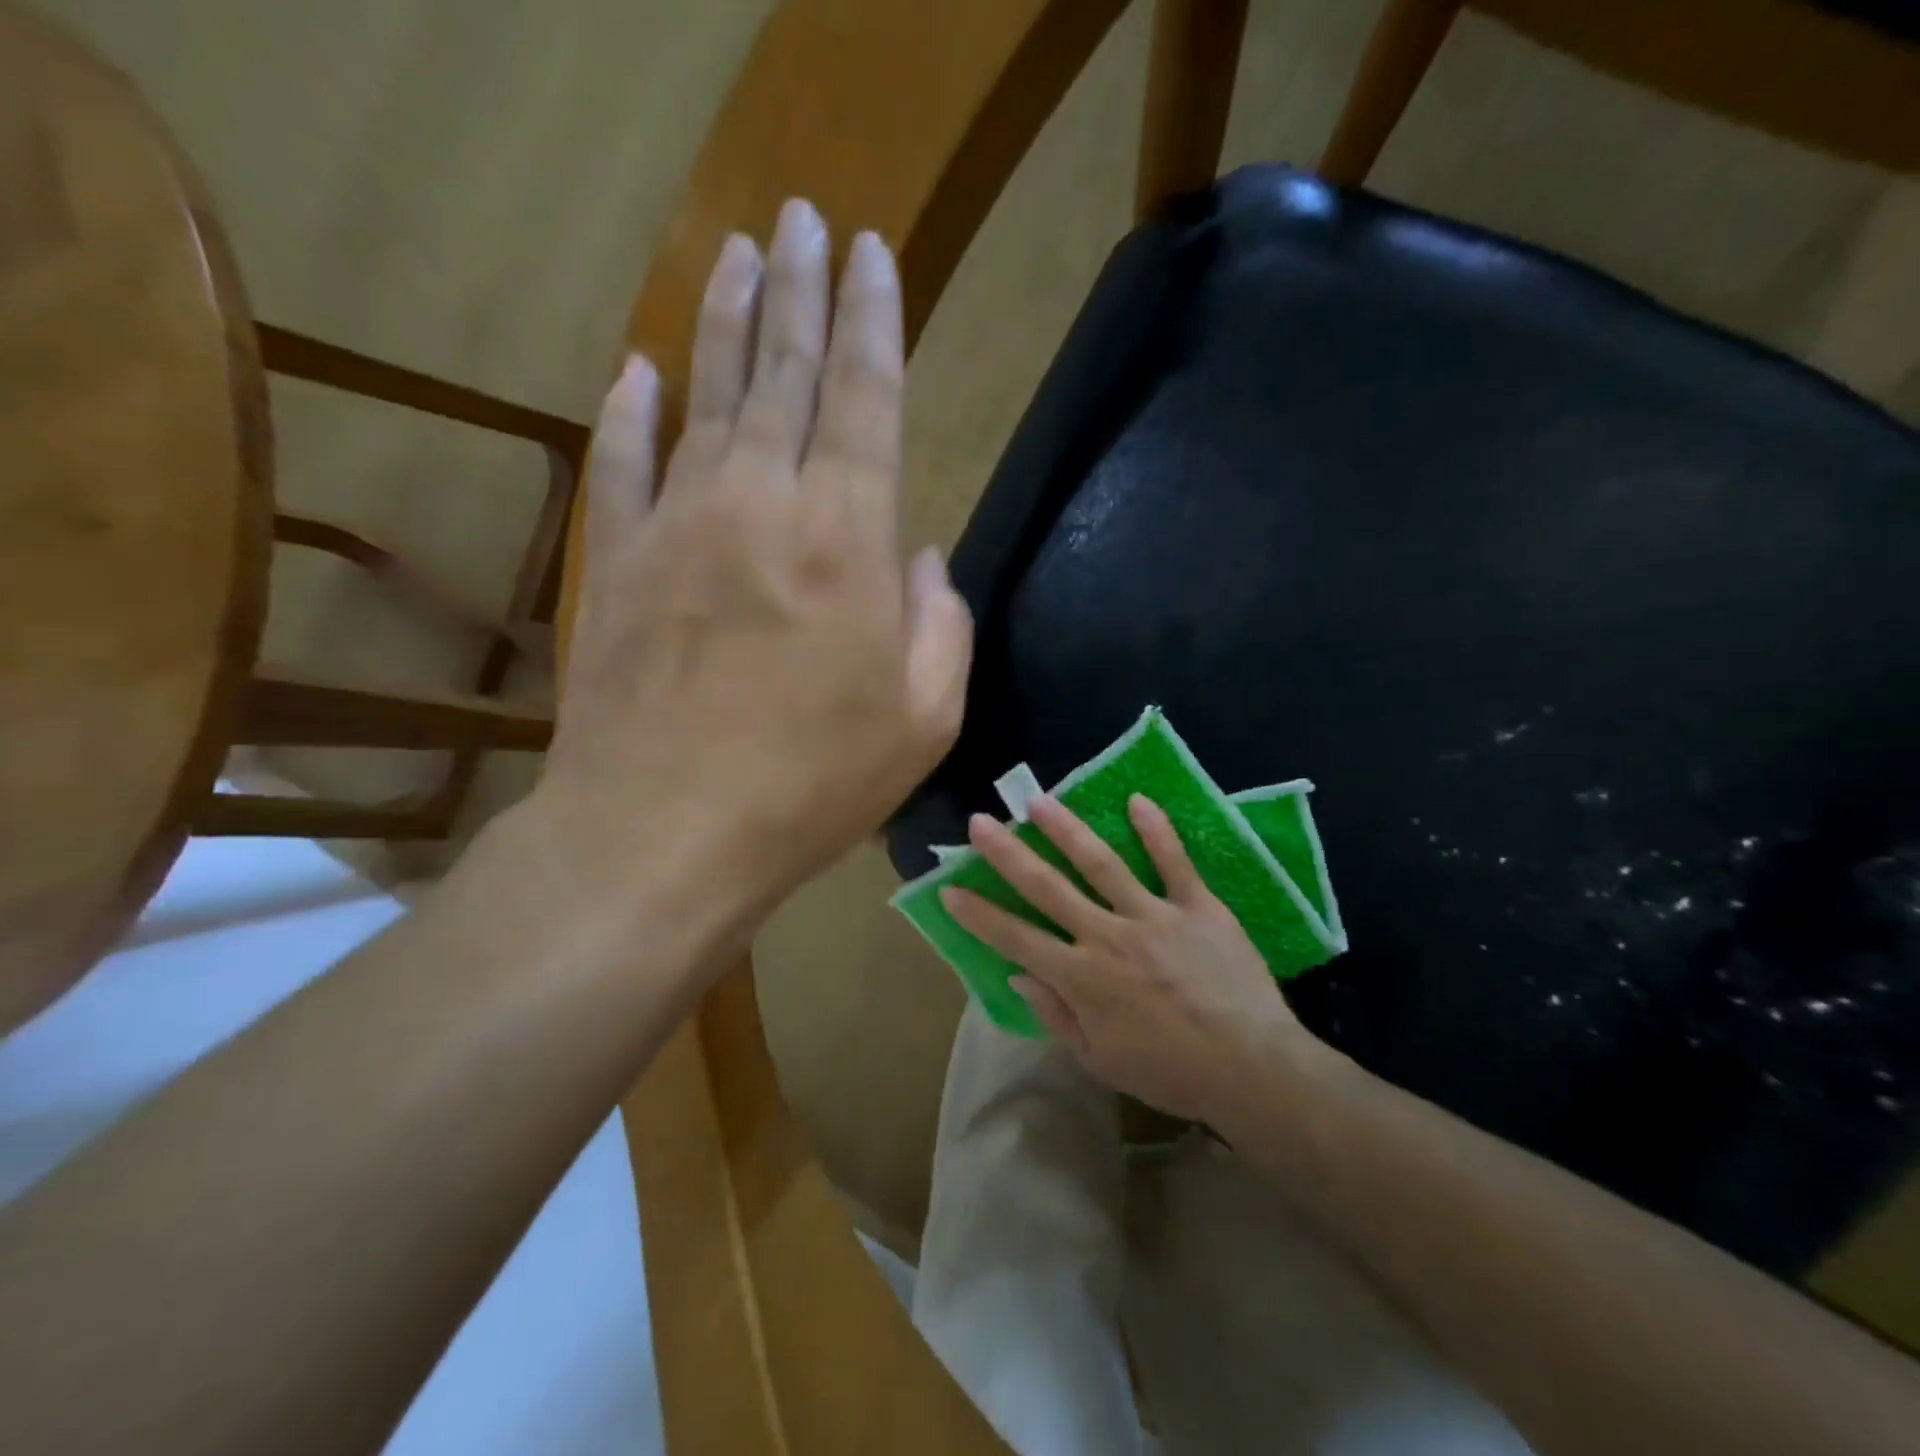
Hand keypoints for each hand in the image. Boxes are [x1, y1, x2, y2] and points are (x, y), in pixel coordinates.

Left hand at [535, 199, 971, 935]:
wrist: (665, 832)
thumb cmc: (813, 784)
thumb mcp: (925, 720)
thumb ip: (942, 626)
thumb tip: (922, 562)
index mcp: (847, 540)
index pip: (866, 396)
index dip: (873, 318)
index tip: (871, 252)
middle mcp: (762, 505)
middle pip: (784, 371)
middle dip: (800, 287)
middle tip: (803, 217)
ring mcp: (678, 526)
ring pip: (705, 397)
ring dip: (723, 319)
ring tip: (737, 251)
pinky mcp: (618, 564)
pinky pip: (623, 465)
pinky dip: (629, 413)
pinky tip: (635, 371)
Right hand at [941, 794, 1315, 1124]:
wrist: (1252, 1069)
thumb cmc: (1170, 1072)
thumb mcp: (1100, 1060)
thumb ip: (1056, 1015)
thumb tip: (1018, 974)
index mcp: (1082, 978)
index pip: (1016, 938)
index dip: (979, 914)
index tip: (950, 888)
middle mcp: (1109, 937)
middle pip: (1049, 889)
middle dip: (1009, 855)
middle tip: (980, 822)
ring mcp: (1154, 916)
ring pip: (1102, 864)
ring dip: (1067, 830)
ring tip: (1040, 802)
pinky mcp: (1198, 906)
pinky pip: (1174, 863)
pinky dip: (1157, 831)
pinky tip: (1137, 800)